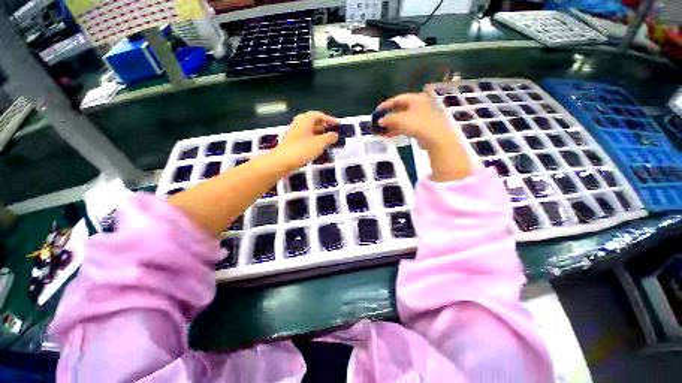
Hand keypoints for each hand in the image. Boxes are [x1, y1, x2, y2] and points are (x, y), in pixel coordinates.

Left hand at [272, 111, 339, 170]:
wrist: (283, 161)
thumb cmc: (302, 149)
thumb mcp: (319, 143)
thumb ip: (329, 137)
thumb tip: (335, 135)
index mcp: (305, 121)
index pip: (319, 115)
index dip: (330, 119)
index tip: (338, 125)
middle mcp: (299, 124)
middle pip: (314, 122)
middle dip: (324, 127)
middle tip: (333, 132)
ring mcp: (295, 134)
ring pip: (310, 131)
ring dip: (319, 134)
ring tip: (328, 141)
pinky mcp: (293, 143)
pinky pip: (306, 138)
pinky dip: (314, 140)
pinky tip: (318, 148)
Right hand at [376, 92, 456, 150]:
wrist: (437, 139)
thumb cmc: (419, 124)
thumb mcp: (400, 120)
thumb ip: (388, 119)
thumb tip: (380, 121)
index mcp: (416, 99)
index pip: (398, 99)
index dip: (386, 105)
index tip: (377, 111)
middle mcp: (420, 105)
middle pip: (400, 110)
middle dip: (388, 117)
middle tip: (379, 123)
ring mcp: (422, 117)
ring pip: (403, 120)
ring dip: (392, 126)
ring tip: (382, 132)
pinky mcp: (423, 127)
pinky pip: (407, 126)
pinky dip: (398, 130)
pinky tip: (390, 135)